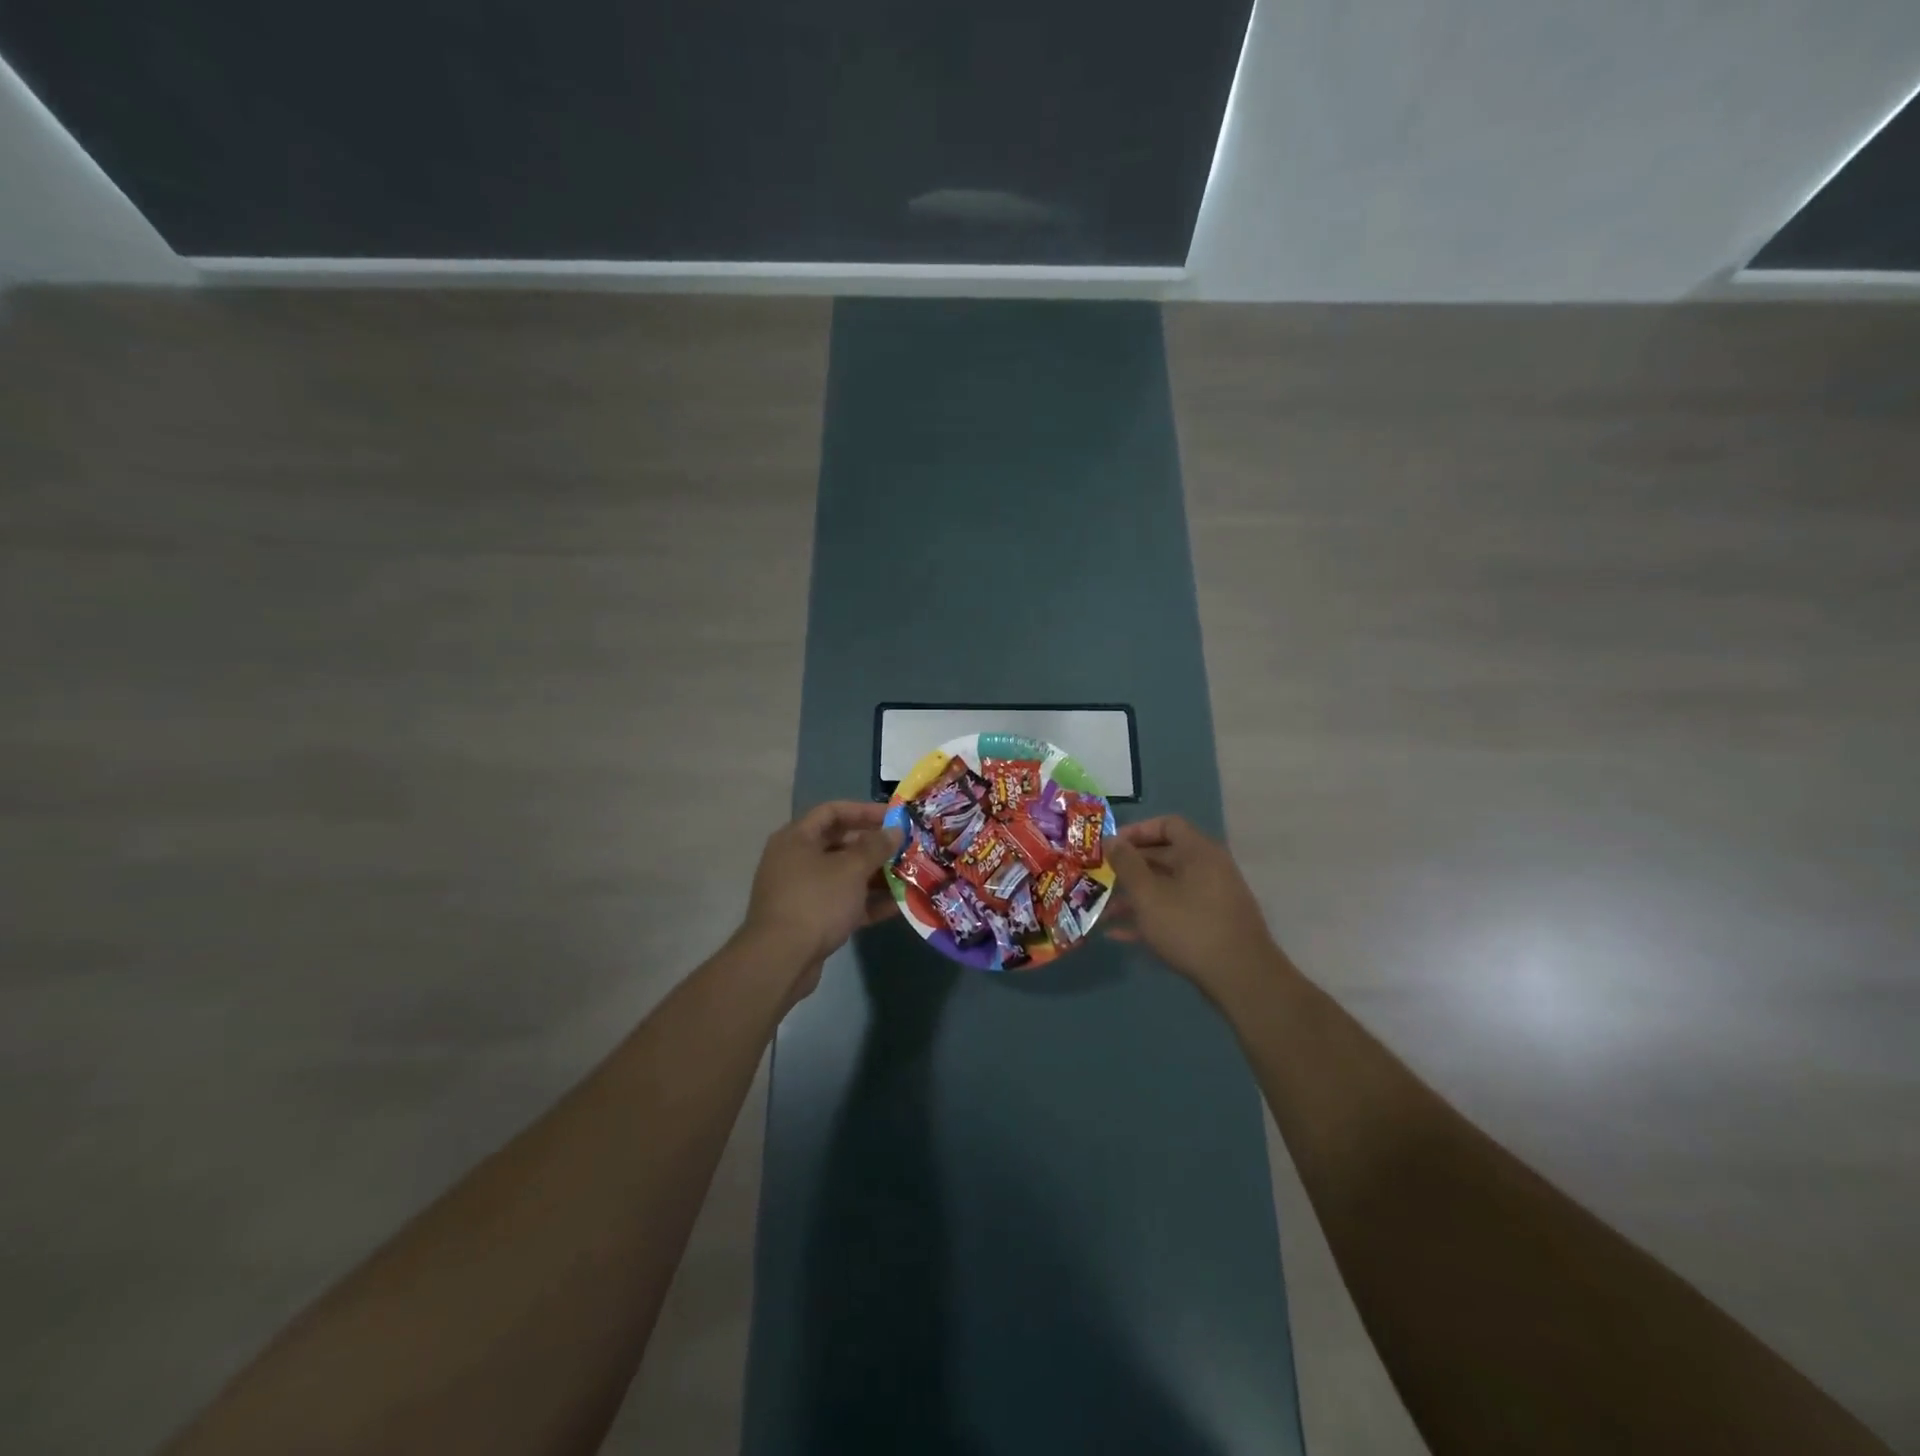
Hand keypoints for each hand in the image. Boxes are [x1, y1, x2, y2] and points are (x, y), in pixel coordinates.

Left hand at [742, 801, 902, 984]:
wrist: (781, 959)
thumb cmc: (816, 901)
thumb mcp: (851, 869)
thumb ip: (876, 847)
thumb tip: (894, 830)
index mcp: (797, 838)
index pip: (832, 811)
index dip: (864, 811)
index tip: (894, 817)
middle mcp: (795, 860)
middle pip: (839, 844)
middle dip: (874, 847)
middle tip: (904, 848)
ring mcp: (801, 891)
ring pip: (843, 876)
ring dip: (875, 876)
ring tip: (908, 876)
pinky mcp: (809, 919)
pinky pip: (842, 902)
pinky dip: (866, 902)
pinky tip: (897, 906)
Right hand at [1104, 815, 1285, 1000]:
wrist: (1242, 979)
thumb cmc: (1189, 926)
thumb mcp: (1148, 894)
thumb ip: (1126, 864)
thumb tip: (1111, 839)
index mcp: (1199, 852)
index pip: (1167, 824)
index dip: (1137, 831)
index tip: (1111, 846)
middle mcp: (1209, 869)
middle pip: (1164, 857)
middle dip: (1130, 868)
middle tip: (1101, 877)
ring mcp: (1212, 899)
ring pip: (1167, 888)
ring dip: (1135, 897)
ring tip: (1103, 911)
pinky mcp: (1212, 926)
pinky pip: (1176, 911)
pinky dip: (1150, 917)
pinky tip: (1121, 935)